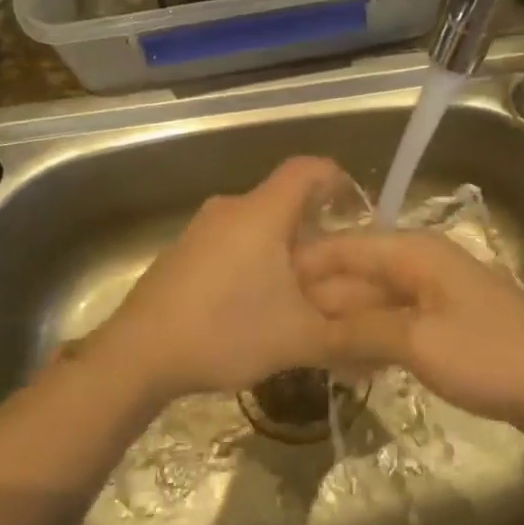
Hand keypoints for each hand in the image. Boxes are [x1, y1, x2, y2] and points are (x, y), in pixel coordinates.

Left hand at [88, 156, 353, 403]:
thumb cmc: (225, 331)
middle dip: (315, 229)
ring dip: (283, 249)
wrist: (137, 355)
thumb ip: (347, 336)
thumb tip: (386, 340)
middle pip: (284, 200)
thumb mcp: (298, 338)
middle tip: (335, 268)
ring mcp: (202, 228)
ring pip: (257, 224)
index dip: (338, 180)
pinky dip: (254, 260)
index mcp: (263, 212)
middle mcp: (232, 208)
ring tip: (299, 293)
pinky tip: (254, 305)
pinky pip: (232, 242)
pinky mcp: (183, 252)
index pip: (309, 169)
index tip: (357, 210)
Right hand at [295, 230, 523, 449]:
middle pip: (360, 273)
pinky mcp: (445, 326)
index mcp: (416, 251)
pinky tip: (347, 363)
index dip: (307, 265)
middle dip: (322, 298)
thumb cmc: (490, 356)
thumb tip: (311, 322)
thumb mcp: (418, 341)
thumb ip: (361, 326)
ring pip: (375, 301)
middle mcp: (422, 264)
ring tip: (303, 347)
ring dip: (344, 322)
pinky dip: (370, 338)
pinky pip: (395, 323)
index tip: (266, 288)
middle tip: (278, 328)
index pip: (348, 247)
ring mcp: (436, 295)